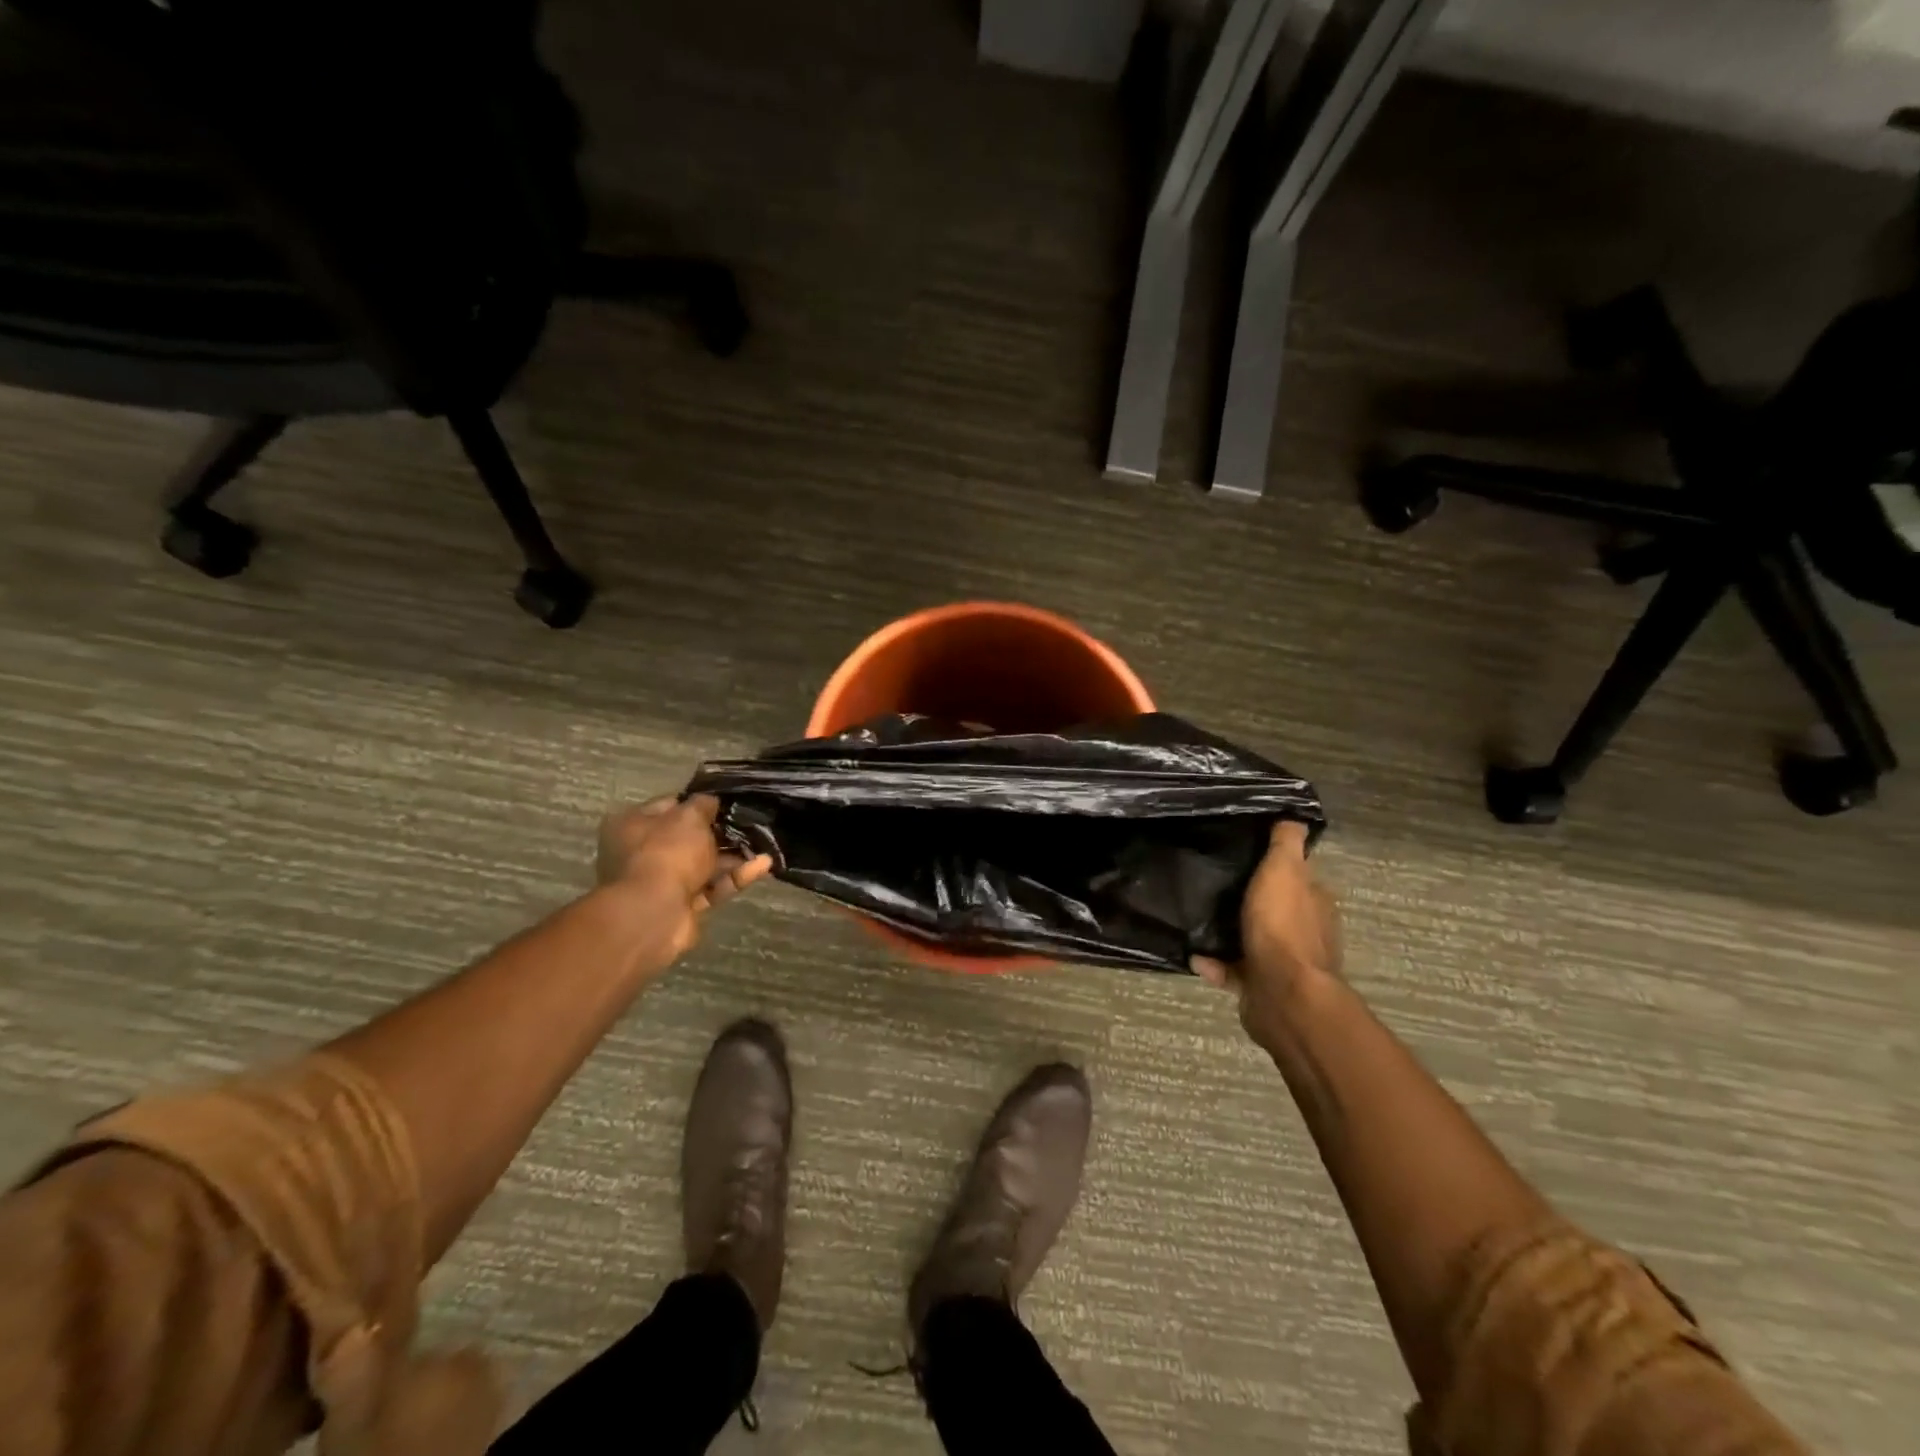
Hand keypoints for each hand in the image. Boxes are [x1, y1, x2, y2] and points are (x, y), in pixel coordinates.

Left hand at [596, 796, 772, 971]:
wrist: (656, 913)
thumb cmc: (668, 852)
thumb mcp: (690, 816)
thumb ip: (704, 804)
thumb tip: (712, 802)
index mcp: (634, 824)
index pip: (670, 805)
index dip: (699, 803)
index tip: (727, 802)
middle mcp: (644, 852)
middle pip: (689, 837)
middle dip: (721, 833)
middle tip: (751, 824)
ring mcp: (662, 882)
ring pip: (704, 864)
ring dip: (734, 856)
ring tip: (765, 845)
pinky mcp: (682, 905)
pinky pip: (712, 887)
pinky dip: (735, 877)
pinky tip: (763, 866)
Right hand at [1192, 821, 1340, 1049]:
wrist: (1282, 994)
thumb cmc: (1282, 926)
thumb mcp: (1284, 870)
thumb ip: (1287, 844)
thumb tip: (1294, 817)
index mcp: (1314, 904)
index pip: (1298, 878)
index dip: (1276, 867)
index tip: (1245, 857)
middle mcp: (1305, 934)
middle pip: (1275, 910)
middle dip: (1251, 903)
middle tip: (1214, 888)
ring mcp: (1285, 965)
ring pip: (1253, 941)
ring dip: (1228, 934)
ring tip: (1197, 922)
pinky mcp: (1262, 989)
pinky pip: (1234, 971)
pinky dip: (1215, 965)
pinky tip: (1195, 957)